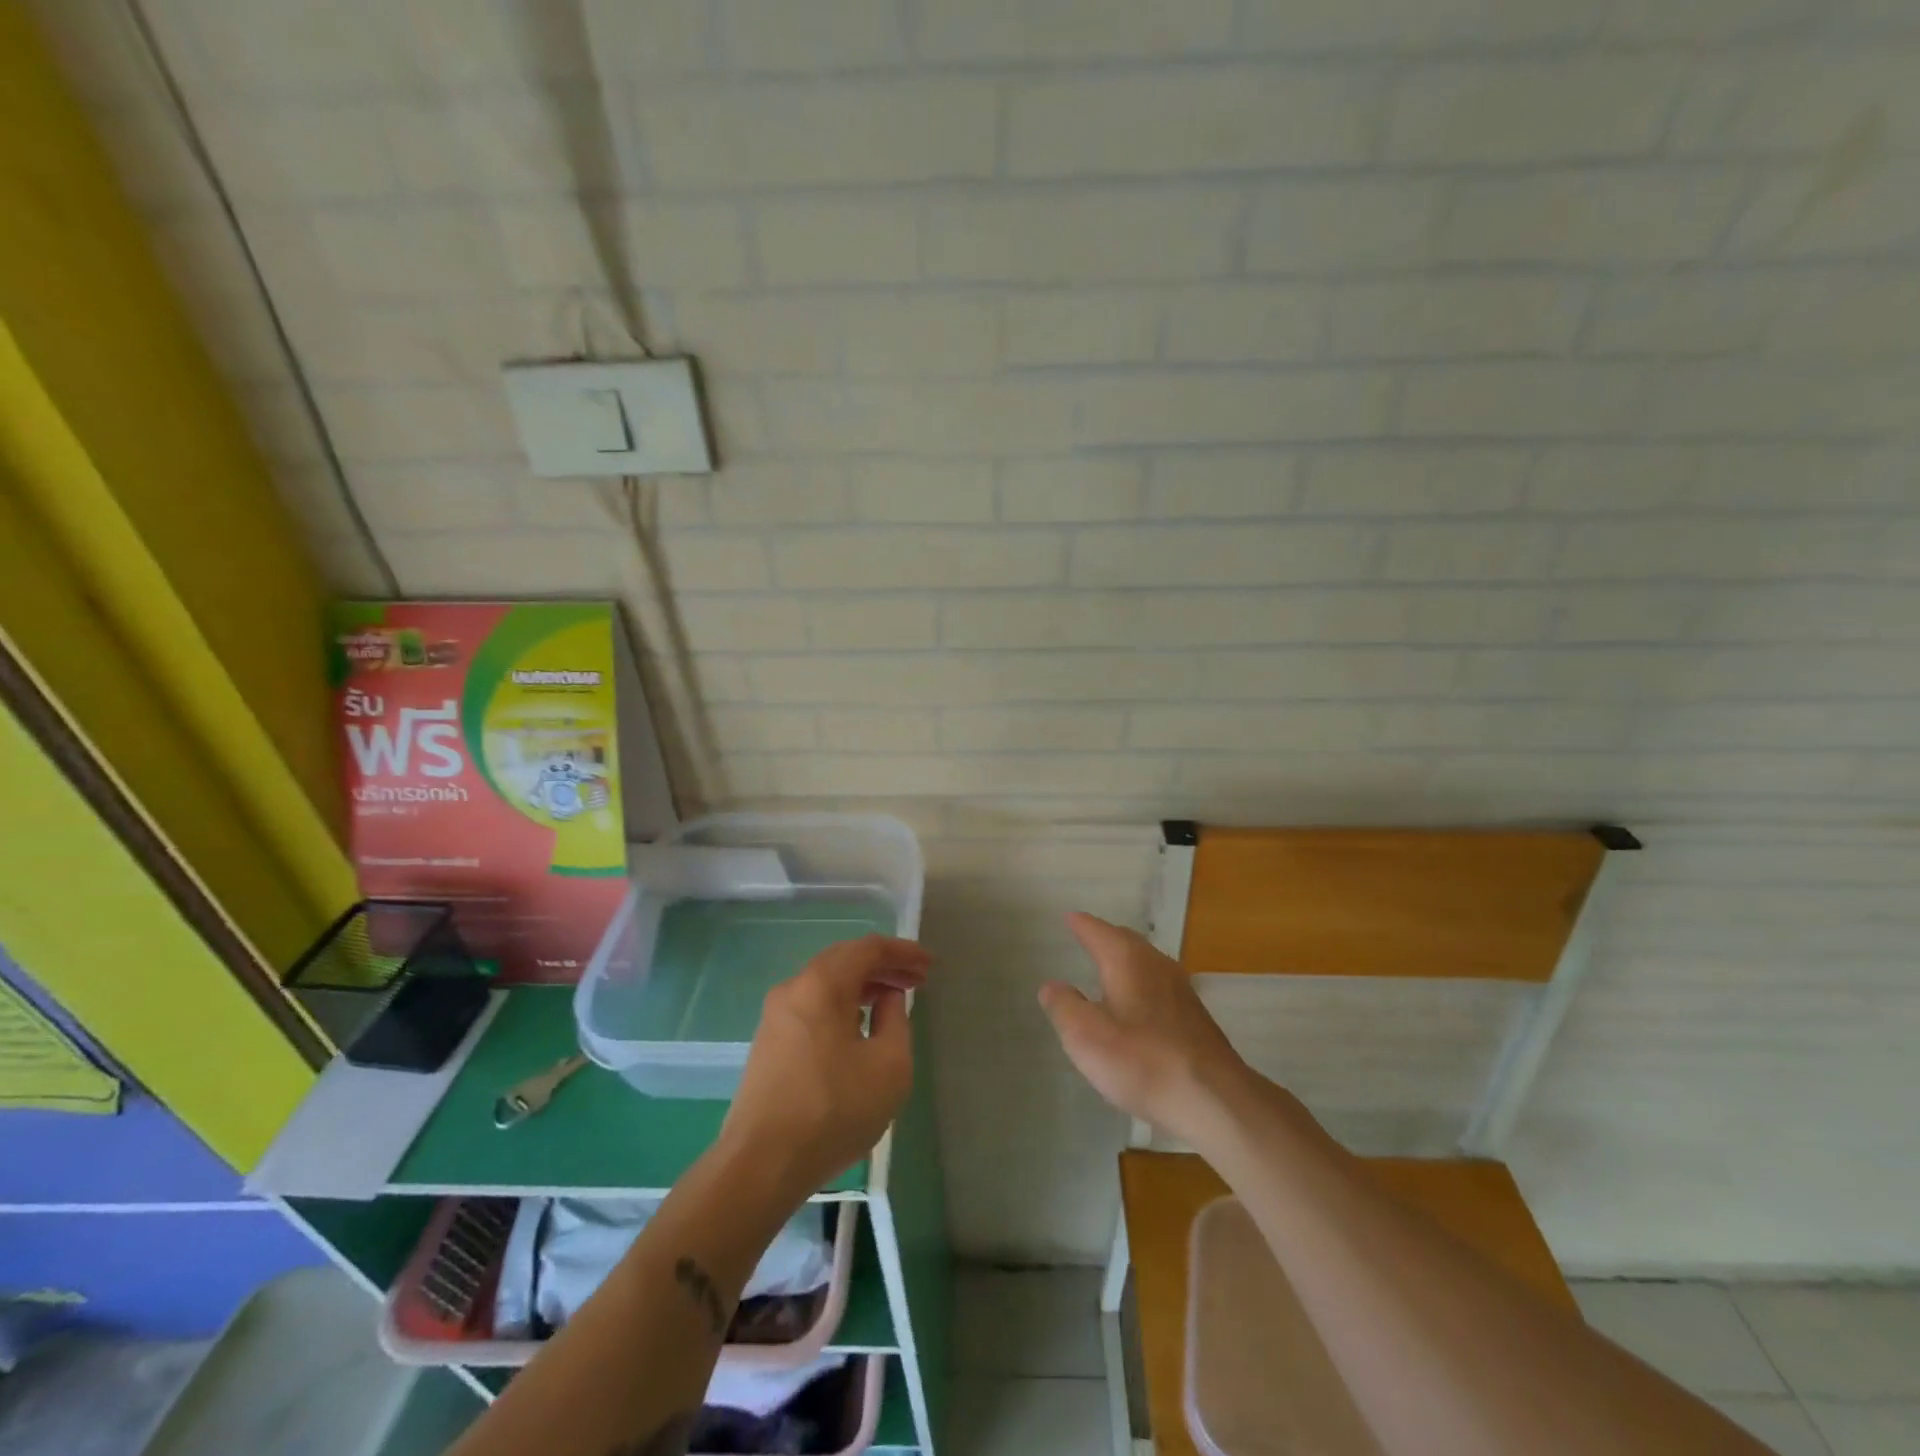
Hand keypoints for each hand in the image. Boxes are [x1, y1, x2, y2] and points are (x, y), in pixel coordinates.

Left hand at [722, 934, 929, 1200]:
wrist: (760, 1165)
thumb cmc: (833, 1110)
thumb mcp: (889, 1066)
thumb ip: (896, 1021)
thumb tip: (887, 998)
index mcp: (822, 984)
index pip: (868, 949)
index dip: (903, 952)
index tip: (929, 965)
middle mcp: (794, 988)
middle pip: (844, 960)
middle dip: (883, 966)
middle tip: (916, 980)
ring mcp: (775, 1016)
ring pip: (826, 983)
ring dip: (862, 985)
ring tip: (892, 1001)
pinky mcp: (768, 1042)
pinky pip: (812, 1005)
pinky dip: (841, 1004)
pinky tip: (858, 1027)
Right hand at [1039, 912, 1252, 1143]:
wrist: (1214, 1099)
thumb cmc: (1141, 1060)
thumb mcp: (1085, 1036)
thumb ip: (1064, 1006)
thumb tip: (1052, 986)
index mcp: (1127, 960)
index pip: (1098, 931)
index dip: (1080, 924)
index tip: (1068, 917)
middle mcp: (1156, 964)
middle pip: (1126, 940)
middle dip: (1105, 937)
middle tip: (1086, 936)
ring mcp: (1181, 990)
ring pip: (1146, 962)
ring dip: (1125, 960)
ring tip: (1108, 967)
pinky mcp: (1194, 1017)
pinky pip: (1159, 985)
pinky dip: (1141, 983)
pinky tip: (1137, 1005)